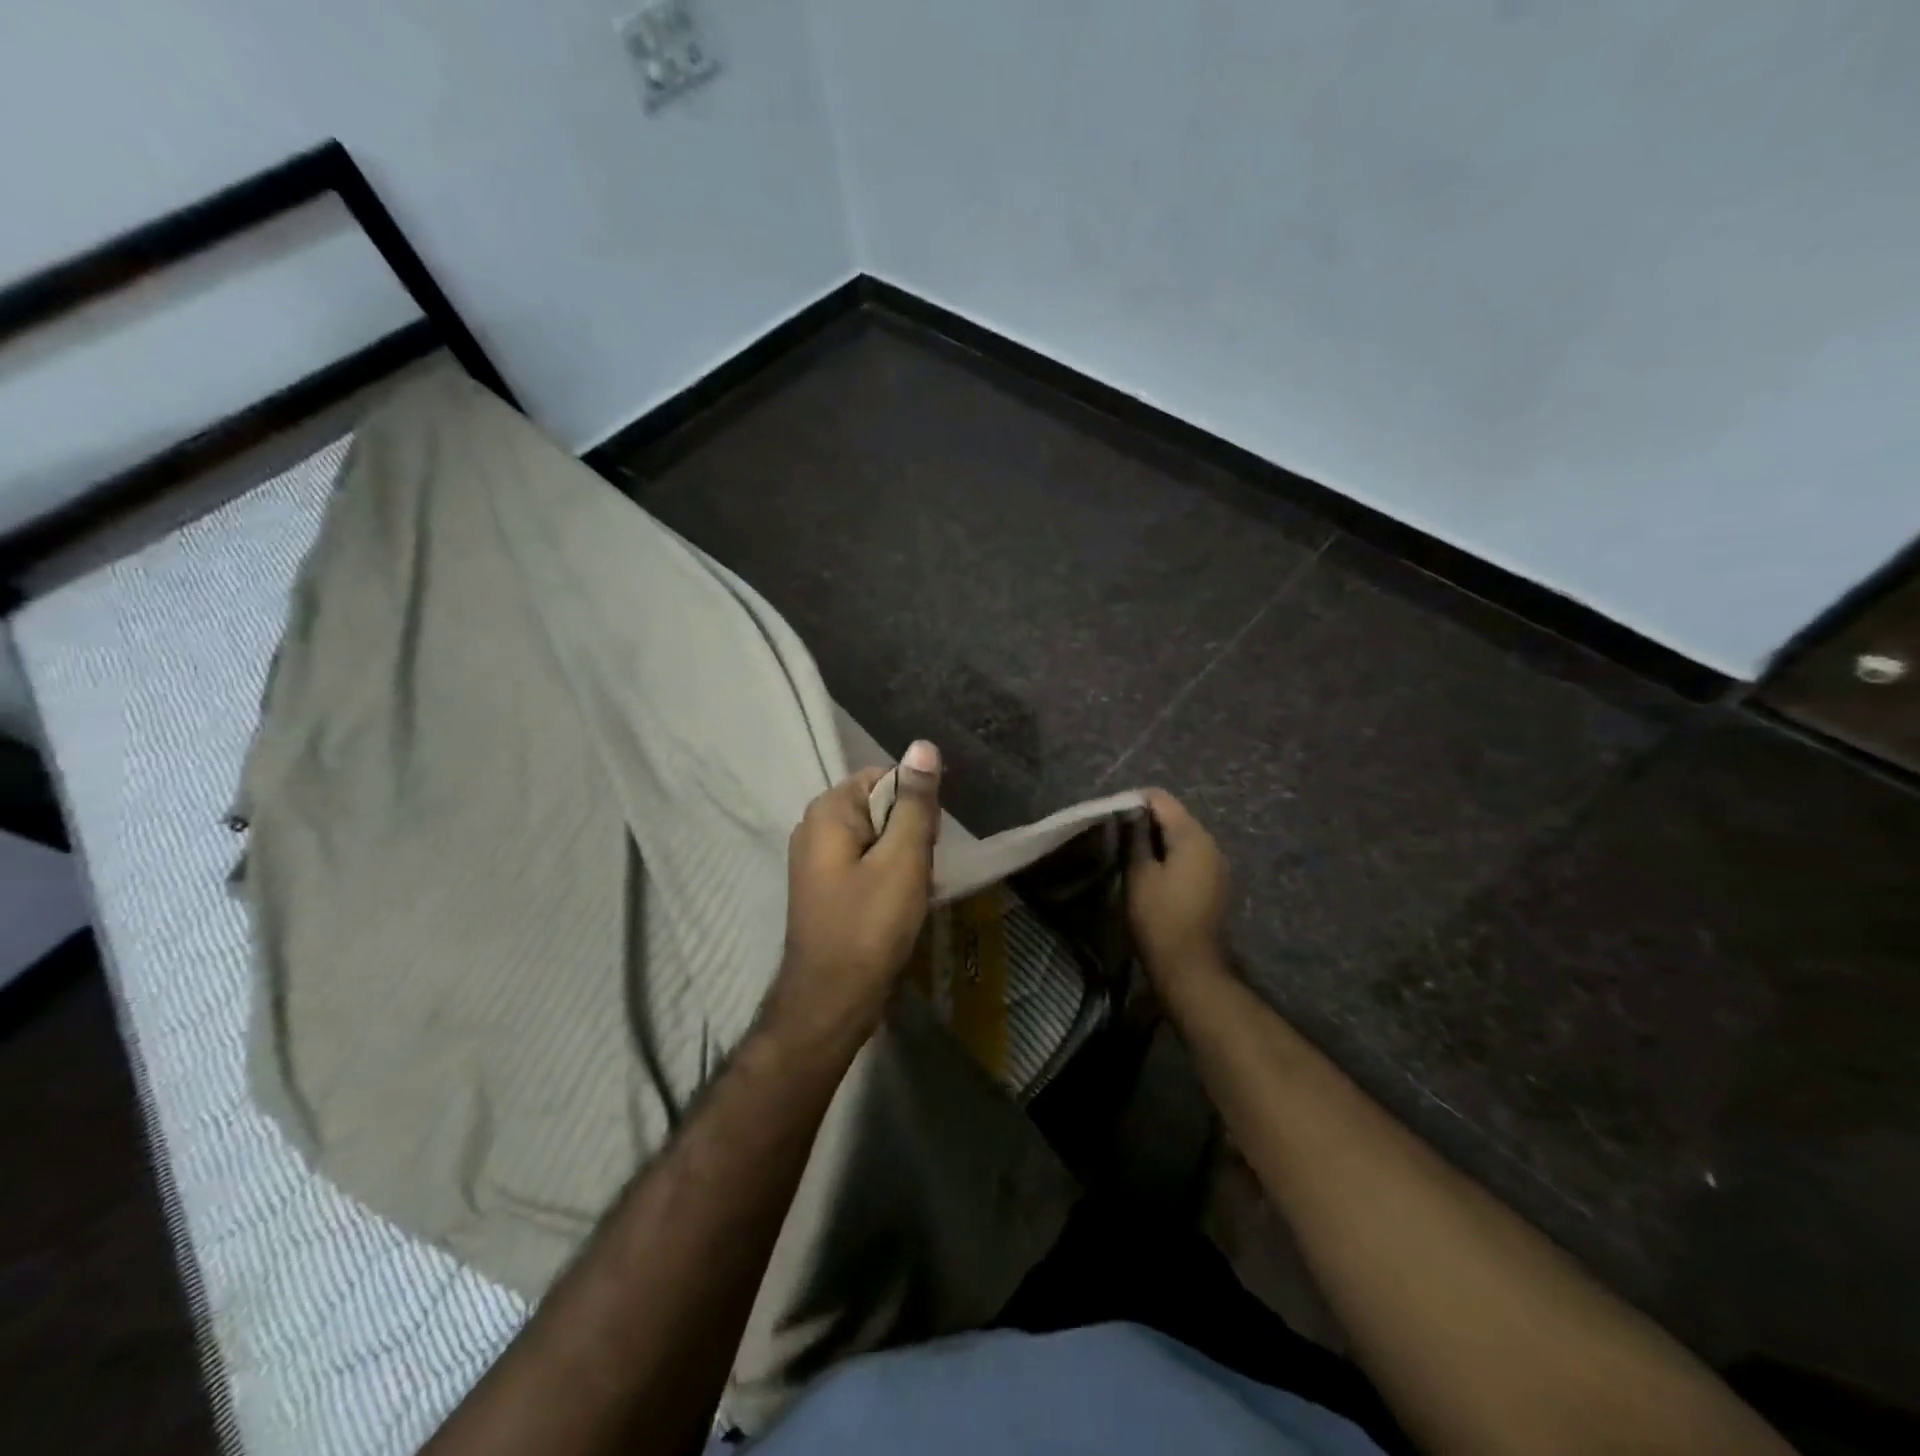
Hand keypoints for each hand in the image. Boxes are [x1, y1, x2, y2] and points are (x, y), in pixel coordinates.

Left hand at [764, 741, 943, 1055]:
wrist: (831, 1002)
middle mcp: (815, 826)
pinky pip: (868, 863)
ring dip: (904, 859)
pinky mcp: (826, 886)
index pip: (887, 778)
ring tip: (911, 893)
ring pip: (879, 838)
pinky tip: (899, 906)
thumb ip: (915, 801)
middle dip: (910, 835)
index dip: (917, 806)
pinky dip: (889, 877)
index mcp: (828, 810)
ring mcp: (817, 859)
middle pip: (882, 807)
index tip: (927, 843)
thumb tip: (922, 745)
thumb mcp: (902, 859)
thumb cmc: (868, 926)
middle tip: (918, 873)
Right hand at [1127, 788, 1230, 996]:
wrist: (1189, 967)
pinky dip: (1170, 855)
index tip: (1111, 815)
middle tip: (1117, 835)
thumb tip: (1130, 812)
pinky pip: (1190, 855)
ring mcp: (1216, 863)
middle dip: (1146, 819)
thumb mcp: (1138, 874)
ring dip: (1157, 839)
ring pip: (1182, 836)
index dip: (1134, 801)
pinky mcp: (1215, 882)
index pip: (1161, 799)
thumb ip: (1135, 836)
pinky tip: (1151, 871)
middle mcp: (1210, 843)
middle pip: (1175, 815)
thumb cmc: (1158, 917)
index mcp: (1192, 836)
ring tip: (1130, 852)